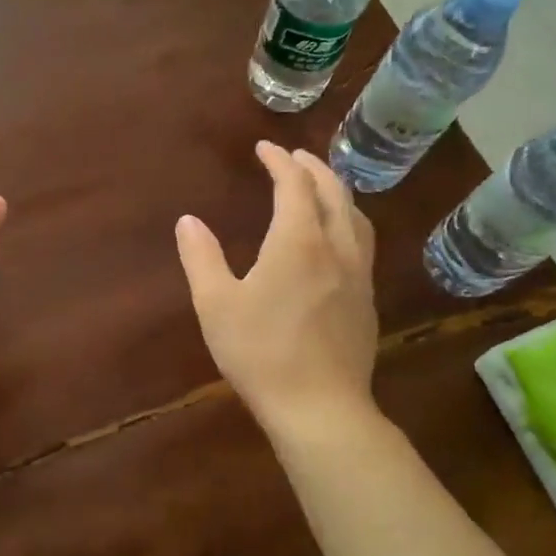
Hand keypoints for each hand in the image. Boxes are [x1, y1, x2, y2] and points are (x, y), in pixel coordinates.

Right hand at [175, 142, 378, 436]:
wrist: (319, 407)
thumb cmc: (261, 353)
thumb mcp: (216, 305)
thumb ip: (201, 257)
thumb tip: (188, 220)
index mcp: (298, 242)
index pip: (294, 185)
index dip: (280, 161)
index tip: (264, 148)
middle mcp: (335, 248)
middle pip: (333, 192)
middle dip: (313, 168)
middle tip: (294, 157)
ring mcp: (358, 275)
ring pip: (355, 216)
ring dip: (337, 191)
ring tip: (320, 187)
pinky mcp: (367, 300)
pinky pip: (361, 242)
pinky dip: (348, 220)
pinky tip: (337, 238)